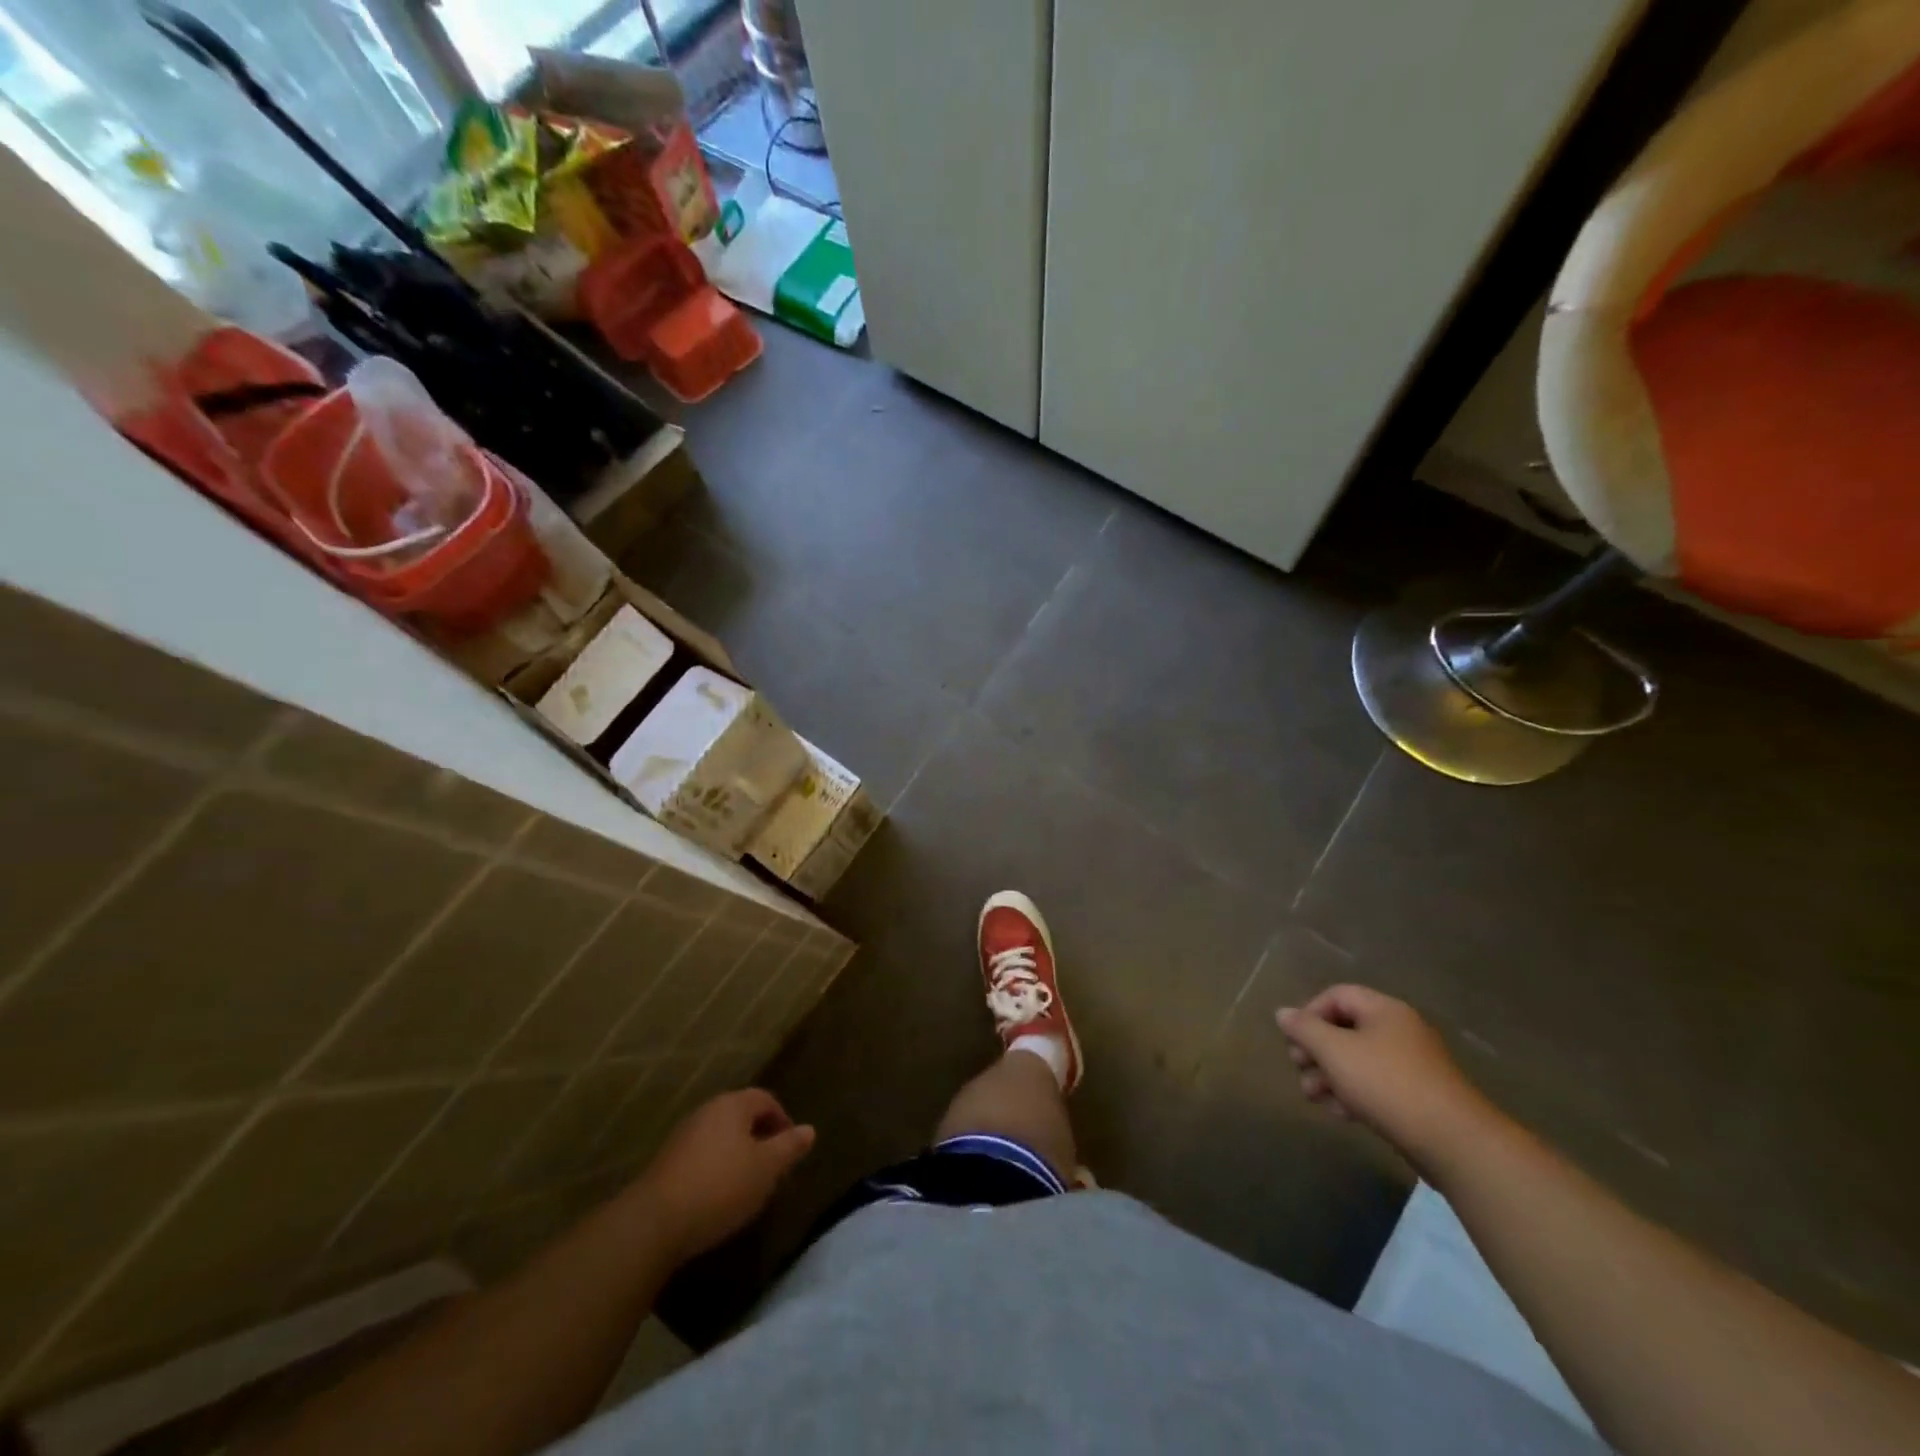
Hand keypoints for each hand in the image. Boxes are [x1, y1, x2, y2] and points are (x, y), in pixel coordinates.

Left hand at [635, 1089, 815, 1261]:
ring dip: (737, 1155)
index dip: (783, 1120)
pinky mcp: (666, 1163)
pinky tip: (718, 1198)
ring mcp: (683, 1136)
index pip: (765, 1099)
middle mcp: (707, 1111)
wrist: (654, 1222)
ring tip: (748, 1186)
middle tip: (772, 1168)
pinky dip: (716, 1169)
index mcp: (732, 1105)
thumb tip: (809, 1130)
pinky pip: (702, 1157)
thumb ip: (789, 1147)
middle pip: (741, 1116)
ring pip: (721, 1137)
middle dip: (760, 1138)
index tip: (791, 1149)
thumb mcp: (766, 1168)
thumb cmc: (721, 1186)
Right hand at [1276, 985, 1495, 1170]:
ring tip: (1314, 1097)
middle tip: (1300, 1069)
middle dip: (1316, 1050)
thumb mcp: (1335, 1051)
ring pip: (1357, 1060)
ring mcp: (1411, 1065)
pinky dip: (1354, 1094)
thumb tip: (1283, 1013)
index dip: (1309, 1013)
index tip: (1295, 1040)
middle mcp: (1399, 1031)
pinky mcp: (1418, 1097)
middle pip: (1344, 1029)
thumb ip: (1304, 1029)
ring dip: (1329, 1076)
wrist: (1454, 1143)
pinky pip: (1376, 1085)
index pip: (1336, 995)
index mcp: (1384, 1010)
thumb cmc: (1387, 1084)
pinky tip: (1342, 1114)